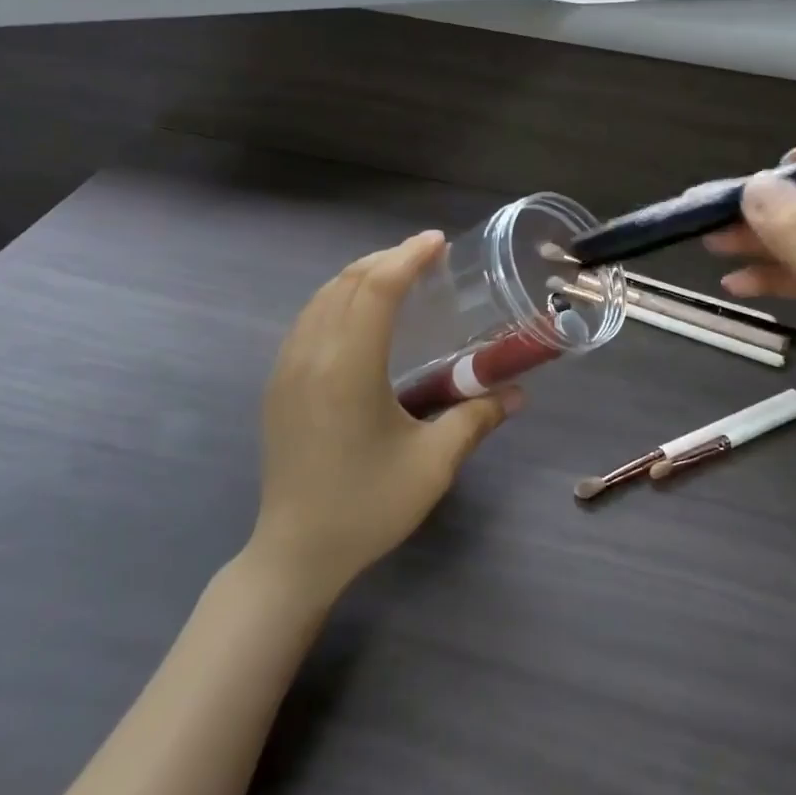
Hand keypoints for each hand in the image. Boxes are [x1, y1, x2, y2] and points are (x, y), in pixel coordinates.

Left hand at [250, 230, 518, 600]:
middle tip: (426, 257)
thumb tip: (518, 394)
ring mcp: (286, 367)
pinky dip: (337, 299)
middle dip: (387, 259)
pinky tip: (359, 315)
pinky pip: (308, 319)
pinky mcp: (277, 383)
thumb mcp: (433, 464)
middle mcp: (311, 354)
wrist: (296, 551)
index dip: (408, 257)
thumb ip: (476, 418)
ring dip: (360, 276)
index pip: (377, 288)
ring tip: (397, 277)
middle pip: (347, 282)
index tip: (438, 242)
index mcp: (348, 366)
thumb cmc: (367, 506)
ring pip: (322, 297)